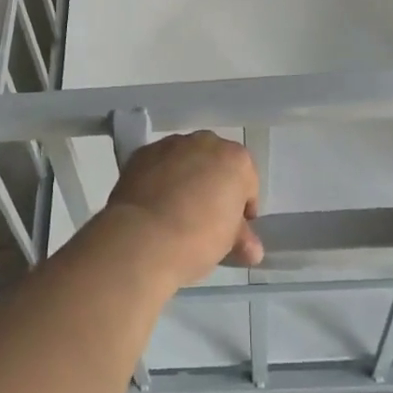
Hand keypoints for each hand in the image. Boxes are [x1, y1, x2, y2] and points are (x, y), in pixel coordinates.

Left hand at [102, 132, 262, 288]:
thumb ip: (242, 238)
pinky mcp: (141, 153)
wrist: (142, 239)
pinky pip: (158, 165)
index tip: (234, 230)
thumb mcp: (229, 244)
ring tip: (174, 211)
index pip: (247, 183)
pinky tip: (153, 205)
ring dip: (185, 178)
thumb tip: (251, 249)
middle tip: (205, 218)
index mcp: (236, 160)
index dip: (242, 208)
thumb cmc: (198, 239)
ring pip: (185, 160)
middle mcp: (205, 142)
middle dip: (213, 186)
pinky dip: (158, 178)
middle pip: (216, 164)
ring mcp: (170, 144)